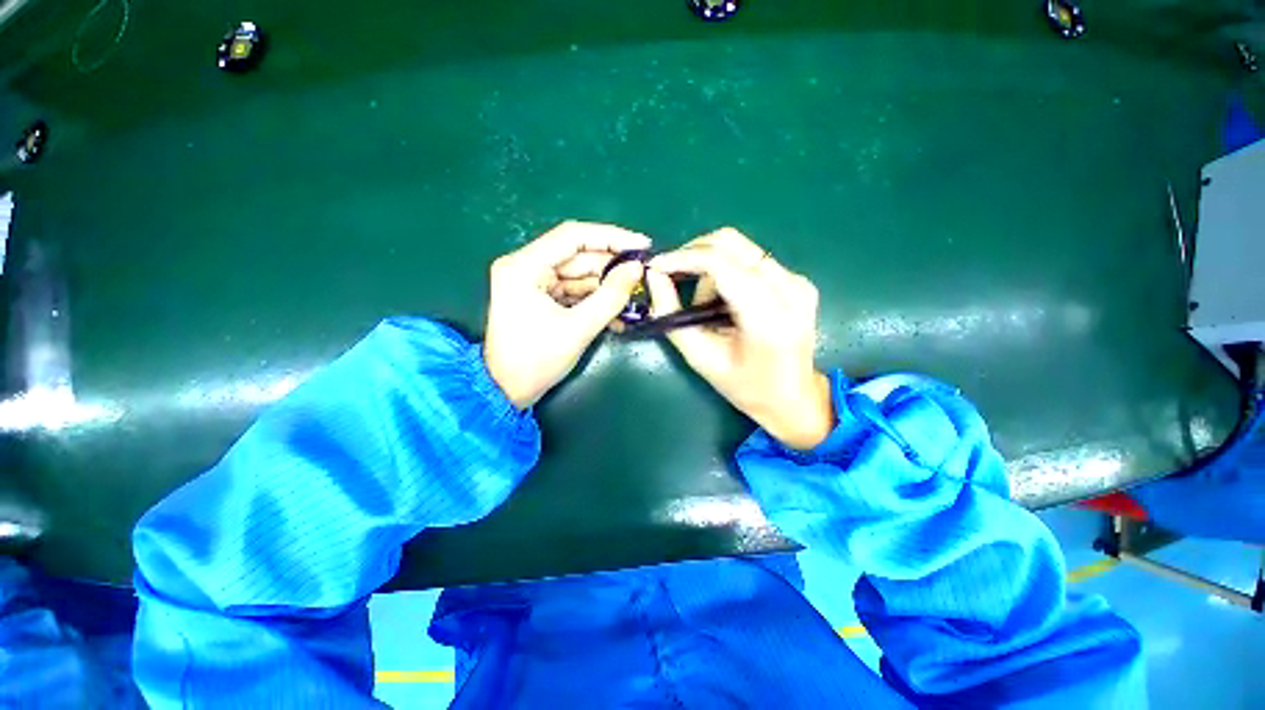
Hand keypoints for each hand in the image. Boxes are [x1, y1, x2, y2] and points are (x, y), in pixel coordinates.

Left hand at [484, 221, 648, 408]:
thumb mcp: (578, 328)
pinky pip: (574, 291)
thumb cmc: (536, 361)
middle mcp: (526, 266)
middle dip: (612, 267)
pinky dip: (595, 301)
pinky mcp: (541, 298)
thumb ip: (610, 296)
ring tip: (634, 299)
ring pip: (579, 275)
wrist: (507, 391)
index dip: (611, 237)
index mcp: (524, 266)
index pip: (573, 236)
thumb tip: (637, 269)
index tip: (642, 244)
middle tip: (643, 276)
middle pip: (578, 256)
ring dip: (607, 288)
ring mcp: (533, 283)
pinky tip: (617, 315)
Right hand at [646, 228, 833, 449]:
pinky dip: (726, 271)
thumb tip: (653, 276)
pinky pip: (751, 259)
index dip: (683, 258)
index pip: (720, 264)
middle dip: (693, 253)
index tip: (656, 266)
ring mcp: (798, 282)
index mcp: (767, 318)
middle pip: (731, 243)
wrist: (794, 397)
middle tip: (672, 276)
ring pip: (739, 249)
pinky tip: (722, 300)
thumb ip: (670, 315)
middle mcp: (790, 290)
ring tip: (702, 304)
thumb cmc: (744, 386)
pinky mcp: (798, 280)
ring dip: (710, 267)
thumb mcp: (700, 357)